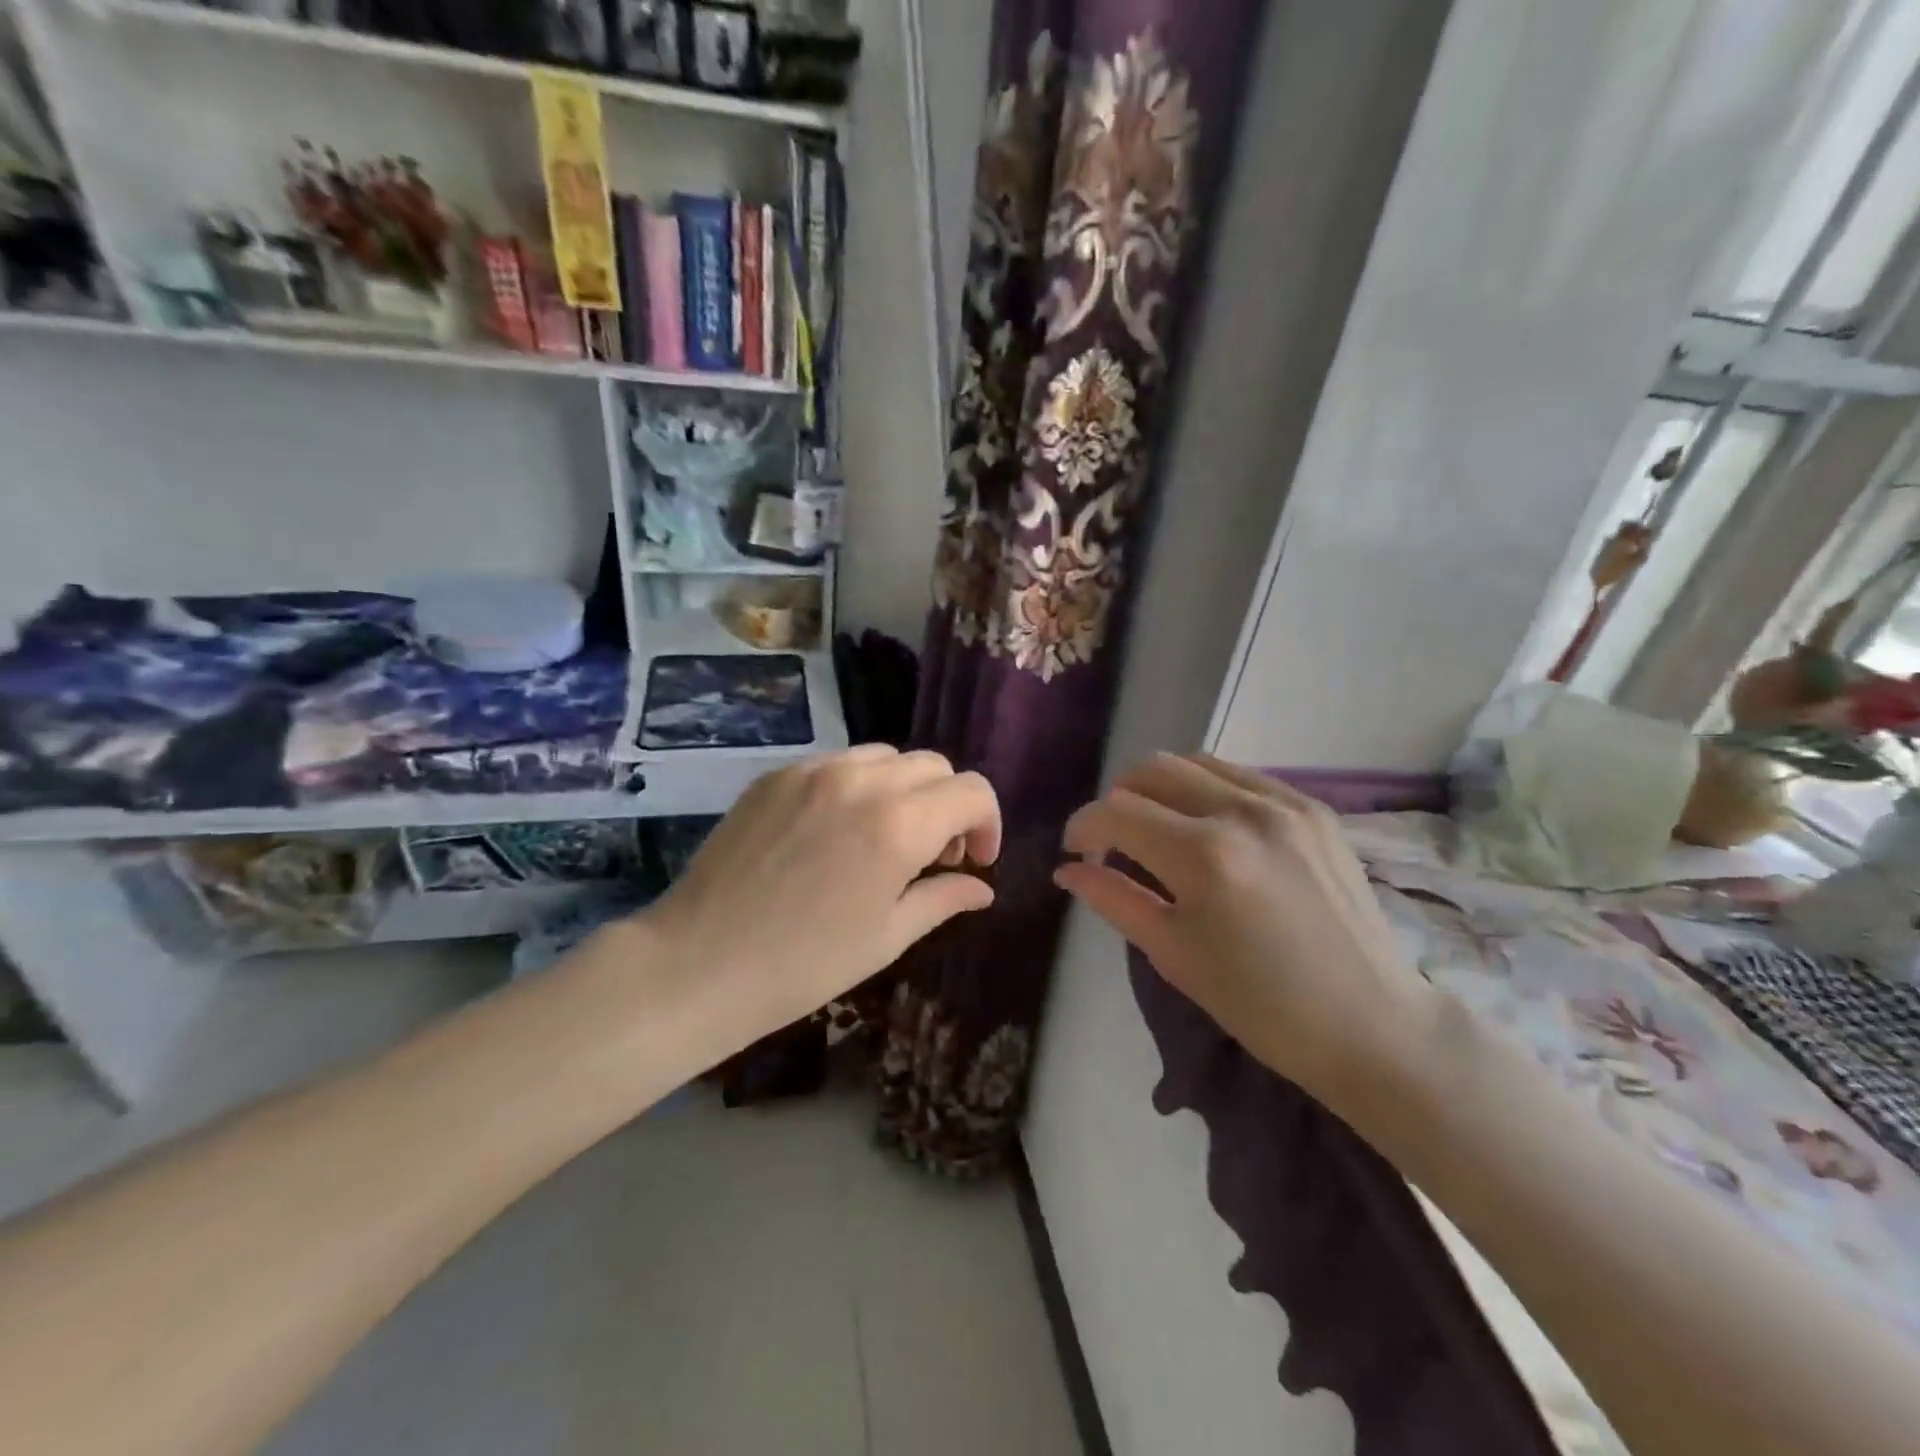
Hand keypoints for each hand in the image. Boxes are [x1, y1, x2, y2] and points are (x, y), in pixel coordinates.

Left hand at [634, 746, 1001, 1045]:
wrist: (698, 963)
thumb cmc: (803, 964)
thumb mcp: (886, 937)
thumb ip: (943, 899)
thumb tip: (982, 887)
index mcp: (898, 823)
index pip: (972, 791)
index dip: (988, 823)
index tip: (975, 861)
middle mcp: (861, 780)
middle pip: (934, 765)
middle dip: (948, 805)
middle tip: (933, 855)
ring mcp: (813, 770)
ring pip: (886, 756)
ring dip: (905, 789)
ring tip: (885, 837)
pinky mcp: (777, 774)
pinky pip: (838, 763)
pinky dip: (858, 785)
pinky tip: (837, 830)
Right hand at [1055, 753, 1435, 1108]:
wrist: (1372, 1024)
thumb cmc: (1260, 1005)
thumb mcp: (1174, 955)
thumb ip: (1114, 899)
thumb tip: (1068, 870)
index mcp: (1204, 856)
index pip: (1117, 813)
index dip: (1084, 827)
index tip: (1076, 852)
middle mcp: (1243, 812)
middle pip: (1152, 770)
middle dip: (1118, 800)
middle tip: (1113, 840)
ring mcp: (1285, 803)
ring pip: (1196, 762)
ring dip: (1161, 788)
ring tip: (1158, 828)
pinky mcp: (1314, 808)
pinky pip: (1241, 776)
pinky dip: (1207, 790)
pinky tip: (1208, 827)